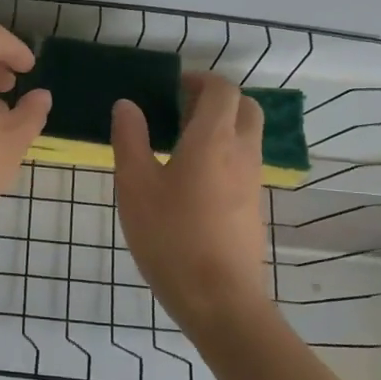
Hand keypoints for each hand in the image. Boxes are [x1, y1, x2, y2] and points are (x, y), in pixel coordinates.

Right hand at [112, 73, 268, 330]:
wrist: (220, 300)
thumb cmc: (171, 237)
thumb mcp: (135, 186)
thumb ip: (130, 139)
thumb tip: (127, 105)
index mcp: (213, 140)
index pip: (222, 90)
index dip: (200, 79)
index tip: (172, 86)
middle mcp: (242, 153)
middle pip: (245, 108)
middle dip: (217, 99)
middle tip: (181, 109)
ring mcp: (253, 182)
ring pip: (247, 137)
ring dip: (222, 127)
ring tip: (180, 143)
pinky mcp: (253, 207)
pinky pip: (244, 163)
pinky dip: (224, 153)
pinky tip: (192, 180)